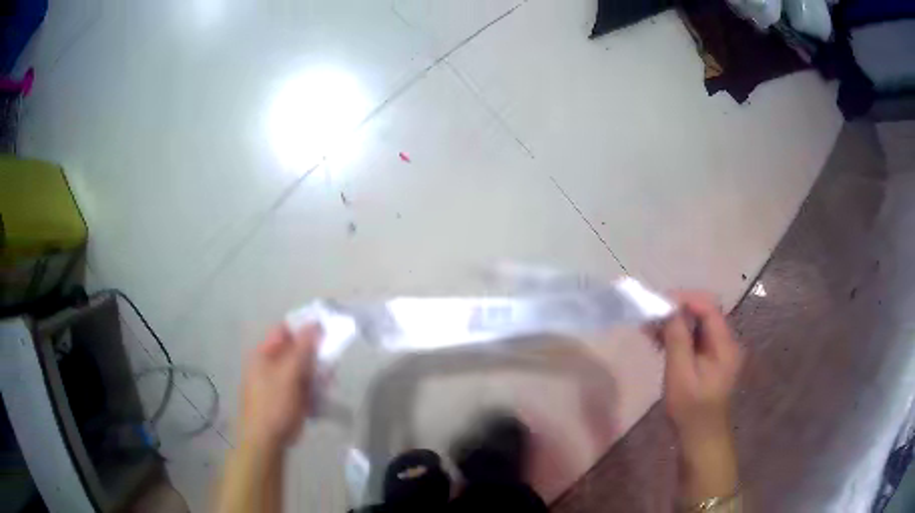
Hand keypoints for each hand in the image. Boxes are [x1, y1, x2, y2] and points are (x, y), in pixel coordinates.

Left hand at [239, 324, 320, 450]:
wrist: (267, 439)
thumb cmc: (273, 403)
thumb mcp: (288, 373)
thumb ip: (303, 349)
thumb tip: (315, 324)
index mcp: (264, 354)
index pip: (285, 331)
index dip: (304, 329)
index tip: (325, 332)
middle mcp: (270, 365)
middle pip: (296, 351)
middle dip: (314, 356)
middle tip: (330, 362)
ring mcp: (280, 383)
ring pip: (304, 370)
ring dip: (317, 374)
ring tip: (327, 383)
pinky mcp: (289, 398)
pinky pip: (305, 387)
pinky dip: (314, 389)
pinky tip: (321, 396)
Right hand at [658, 292, 741, 441]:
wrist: (701, 438)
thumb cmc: (691, 410)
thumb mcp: (680, 375)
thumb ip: (677, 340)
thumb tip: (669, 309)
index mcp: (724, 344)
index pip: (708, 307)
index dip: (685, 300)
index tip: (659, 302)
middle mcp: (725, 342)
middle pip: (703, 313)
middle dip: (677, 310)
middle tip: (651, 315)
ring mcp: (718, 351)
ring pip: (697, 325)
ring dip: (674, 323)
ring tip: (649, 327)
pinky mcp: (709, 360)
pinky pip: (694, 339)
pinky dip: (677, 336)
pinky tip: (658, 339)